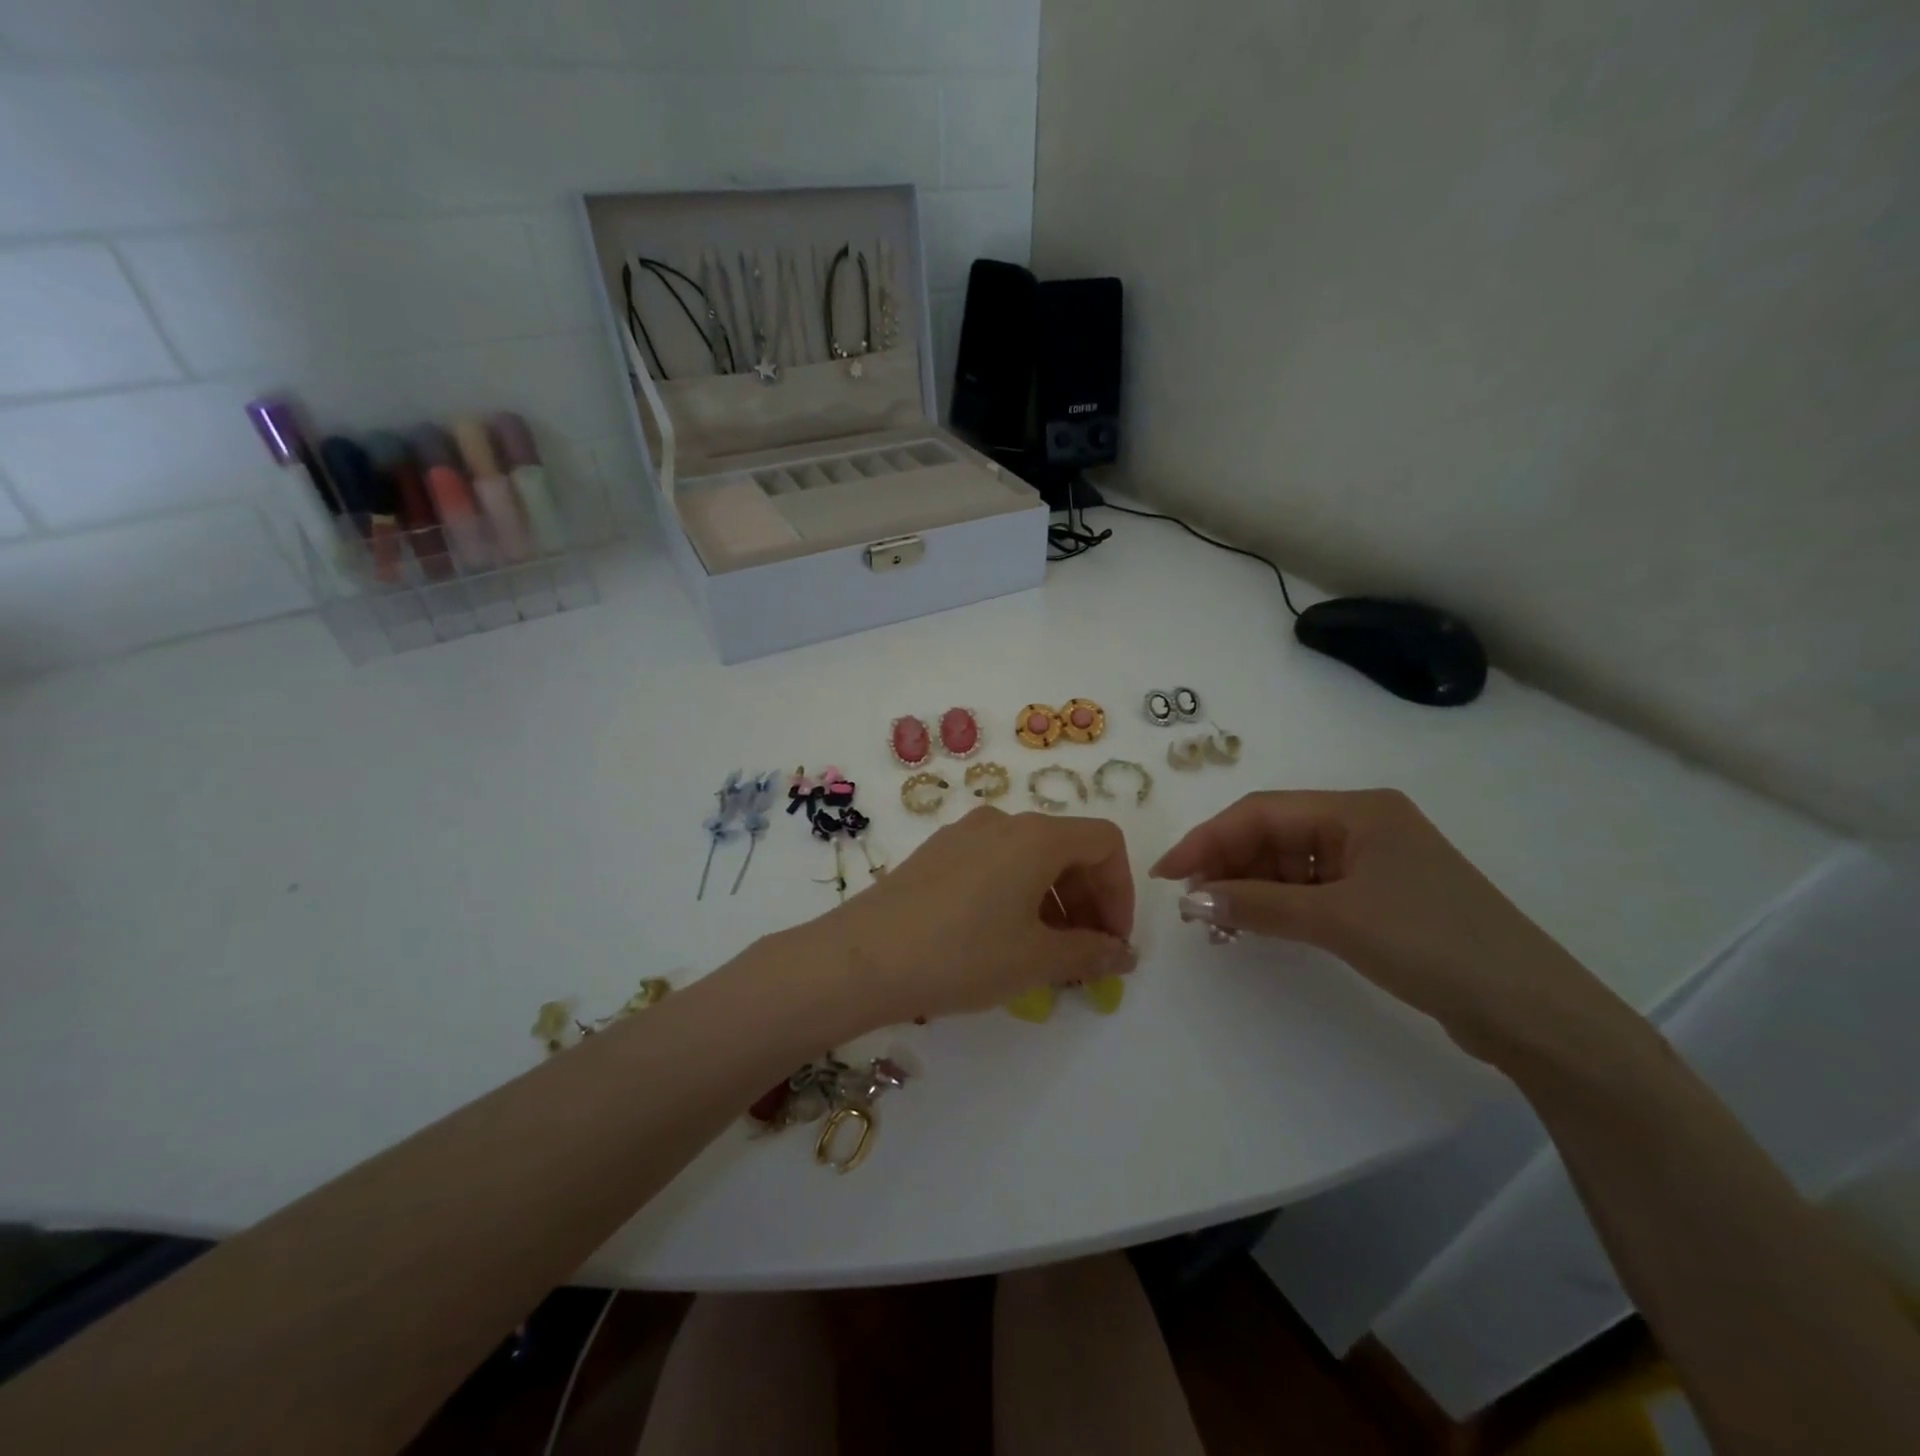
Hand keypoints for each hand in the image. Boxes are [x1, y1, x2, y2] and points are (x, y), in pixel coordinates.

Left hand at [800, 807, 1136, 1032]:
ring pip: (1029, 858)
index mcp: (1036, 835)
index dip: (1121, 891)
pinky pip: (994, 864)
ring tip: (1046, 954)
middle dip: (1088, 900)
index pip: (1104, 842)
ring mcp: (963, 834)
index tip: (1114, 940)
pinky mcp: (935, 854)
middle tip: (1086, 955)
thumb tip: (1122, 952)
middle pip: (1067, 848)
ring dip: (1053, 901)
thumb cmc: (962, 954)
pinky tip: (1002, 939)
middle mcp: (1002, 821)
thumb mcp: (1035, 960)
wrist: (861, 958)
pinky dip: (1017, 895)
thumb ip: (1090, 953)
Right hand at [1151, 789, 1620, 1062]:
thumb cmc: (1432, 943)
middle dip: (1227, 863)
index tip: (1168, 873)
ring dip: (1249, 886)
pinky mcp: (1381, 898)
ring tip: (1213, 918)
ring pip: (1290, 863)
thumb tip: (1191, 899)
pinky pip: (1311, 890)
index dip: (1208, 838)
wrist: (1533, 1011)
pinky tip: (1252, 923)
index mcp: (1357, 809)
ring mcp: (1374, 863)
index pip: (1261, 812)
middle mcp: (1363, 825)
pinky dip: (1278, 904)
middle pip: (1274, 834)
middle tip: (1189, 902)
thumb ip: (1257, 904)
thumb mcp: (1336, 919)